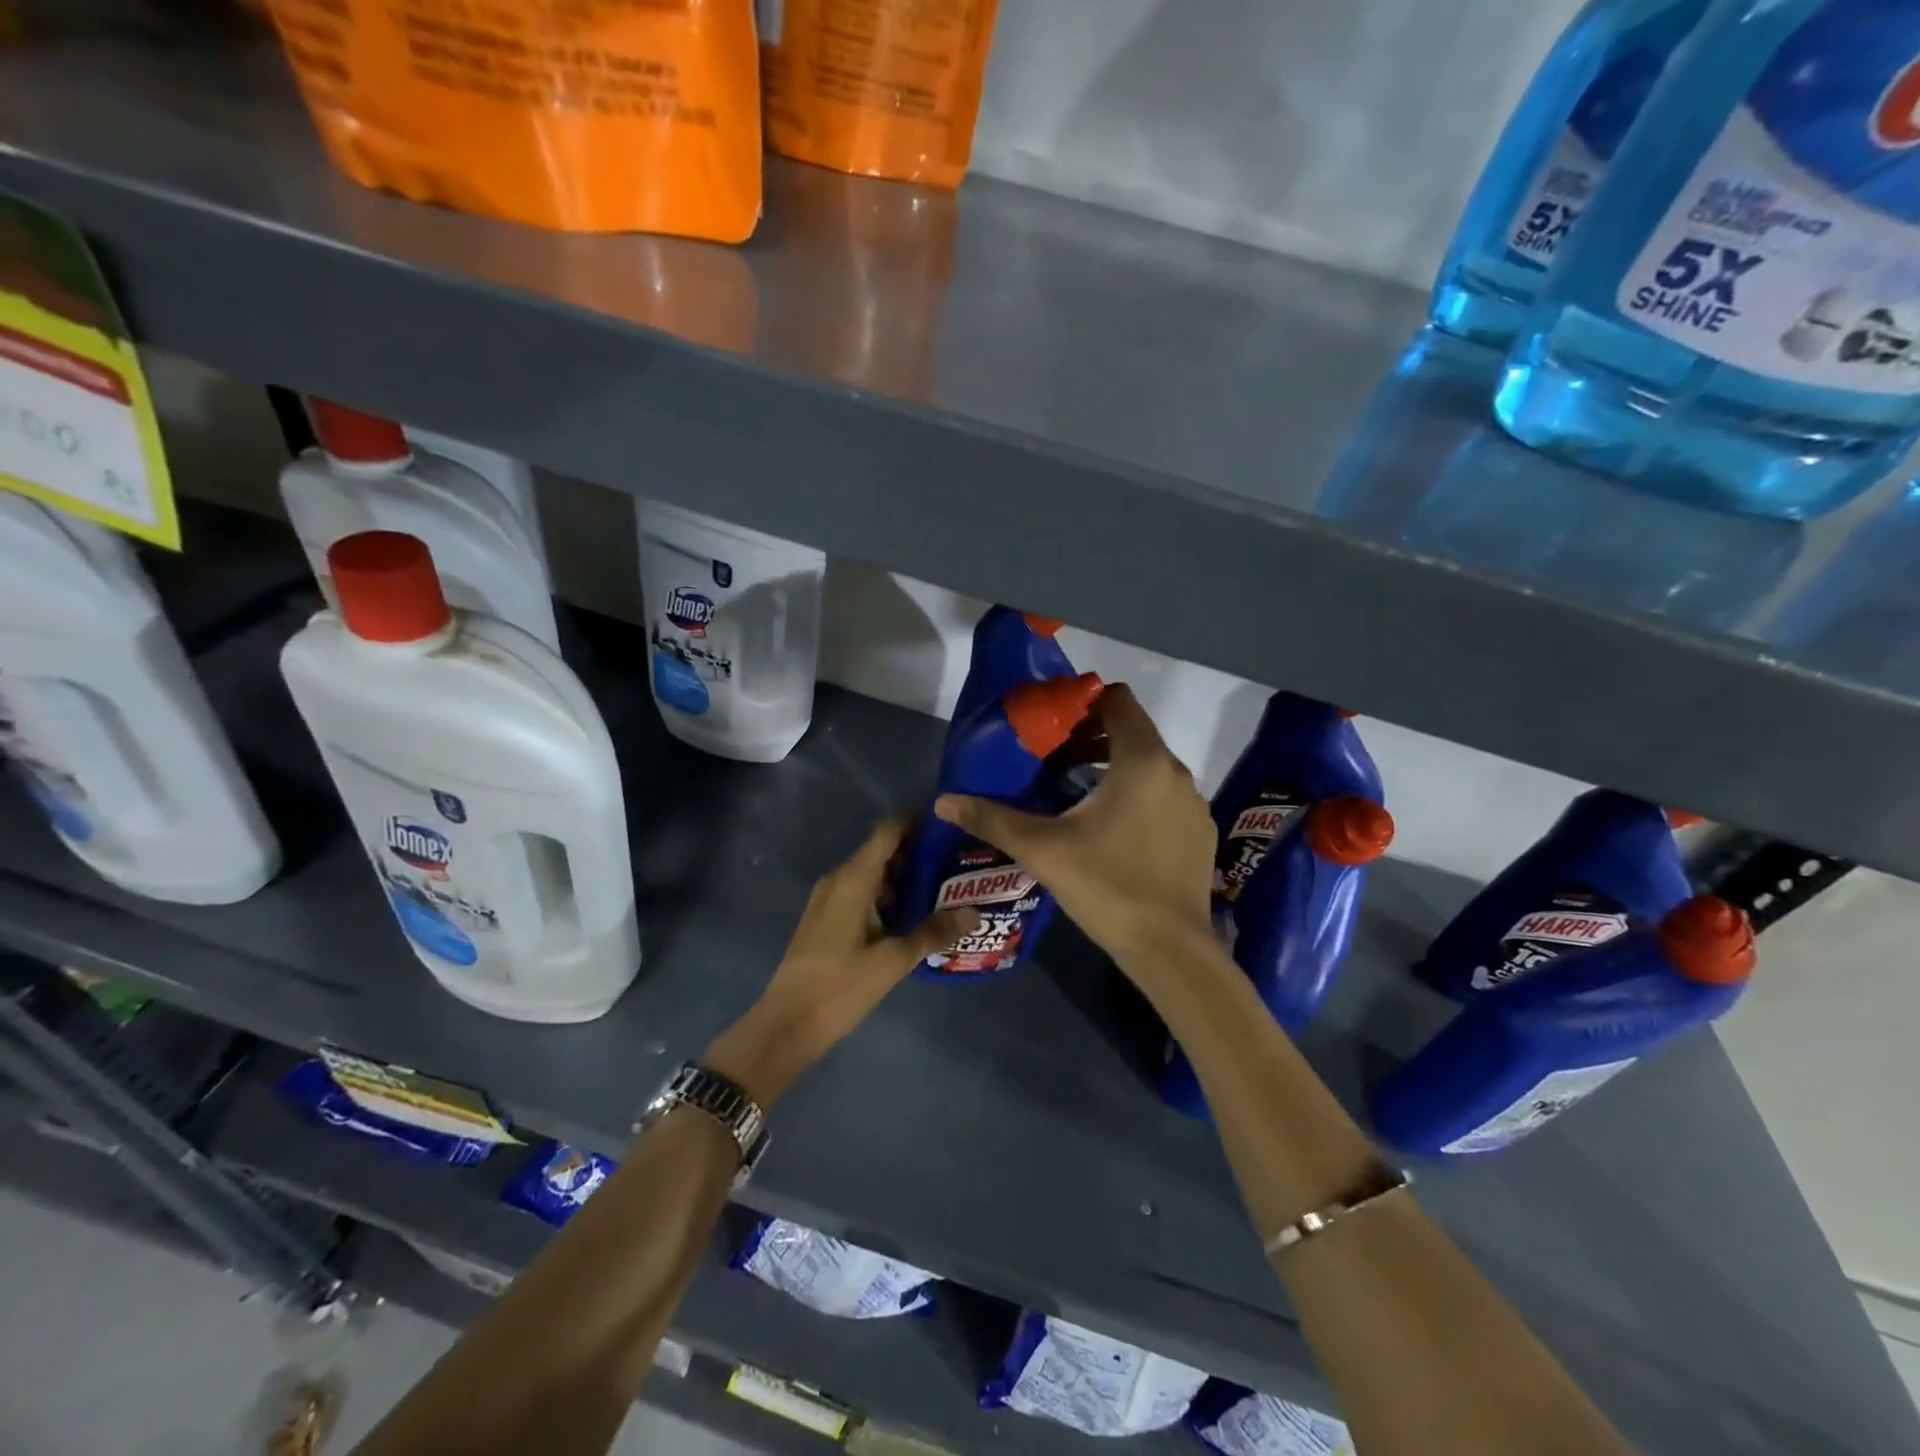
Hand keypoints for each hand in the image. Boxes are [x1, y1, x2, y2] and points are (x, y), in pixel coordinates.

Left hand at [705, 818, 978, 1105]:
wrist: (787, 1024)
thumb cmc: (840, 986)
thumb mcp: (893, 960)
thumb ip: (933, 932)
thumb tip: (974, 911)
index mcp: (853, 879)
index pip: (888, 831)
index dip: (917, 820)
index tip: (950, 819)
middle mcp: (840, 879)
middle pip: (882, 850)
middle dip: (919, 850)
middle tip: (959, 855)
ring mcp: (830, 900)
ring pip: (873, 874)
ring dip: (905, 875)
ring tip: (947, 882)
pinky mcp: (828, 919)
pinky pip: (863, 893)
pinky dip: (889, 895)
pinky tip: (916, 912)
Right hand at [934, 684, 1215, 981]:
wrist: (1170, 949)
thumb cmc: (1106, 886)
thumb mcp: (1042, 850)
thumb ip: (993, 819)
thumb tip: (943, 801)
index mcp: (1142, 760)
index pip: (1118, 700)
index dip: (1083, 703)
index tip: (1051, 723)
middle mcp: (1175, 771)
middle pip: (1132, 732)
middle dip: (1091, 738)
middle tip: (1052, 759)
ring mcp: (1194, 803)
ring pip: (1150, 766)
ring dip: (1114, 769)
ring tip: (1075, 794)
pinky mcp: (1200, 832)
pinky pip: (1165, 796)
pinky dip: (1139, 797)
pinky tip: (1112, 831)